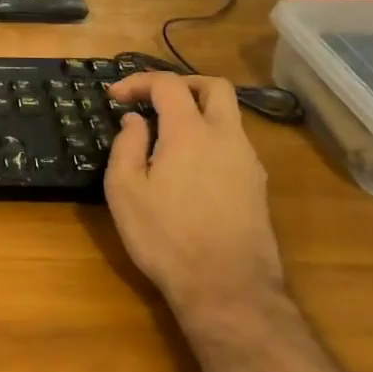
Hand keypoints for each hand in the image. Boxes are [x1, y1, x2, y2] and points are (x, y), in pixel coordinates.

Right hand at [103, 71, 282, 321]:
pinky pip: (233, 144)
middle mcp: (226, 138)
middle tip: (152, 99)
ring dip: (198, 112)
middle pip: (215, 87)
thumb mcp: (125, 190)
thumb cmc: (165, 237)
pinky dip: (210, 138)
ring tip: (165, 134)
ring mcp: (248, 162)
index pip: (168, 84)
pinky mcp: (257, 186)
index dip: (138, 81)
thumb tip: (135, 120)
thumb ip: (126, 145)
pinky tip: (187, 165)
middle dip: (181, 84)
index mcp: (190, 132)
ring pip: (229, 116)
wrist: (227, 290)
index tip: (115, 96)